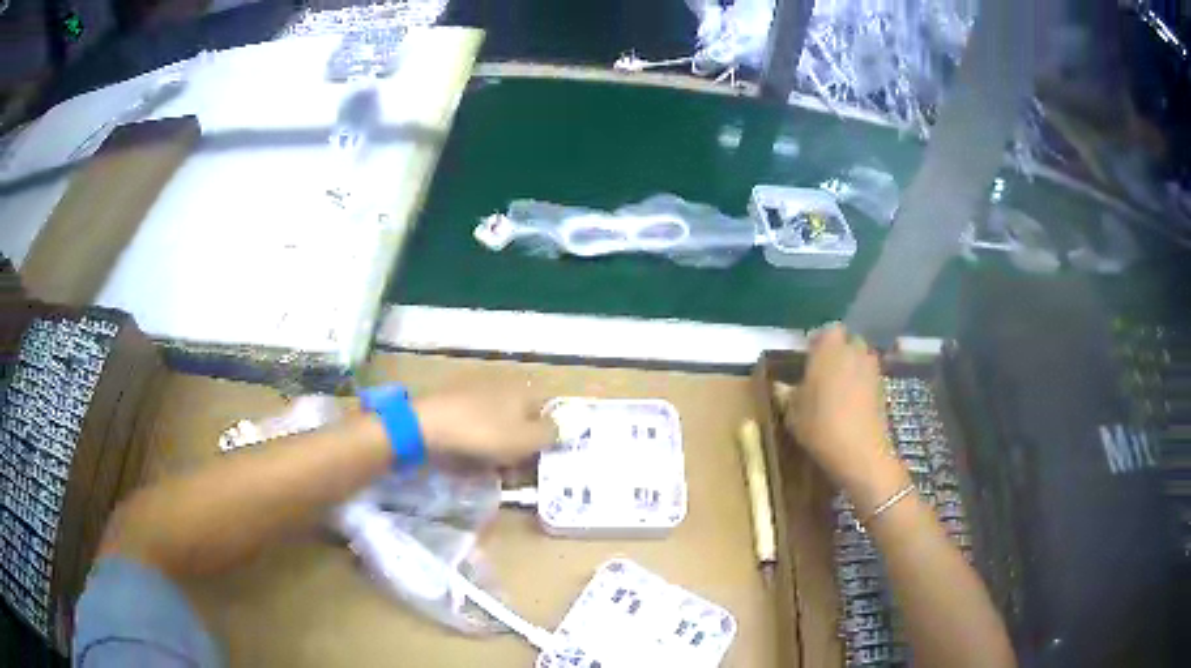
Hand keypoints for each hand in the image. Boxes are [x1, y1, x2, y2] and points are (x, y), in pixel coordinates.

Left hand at [413, 385, 556, 464]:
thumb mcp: (526, 439)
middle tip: (516, 470)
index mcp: (523, 390)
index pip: (546, 411)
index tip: (542, 459)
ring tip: (492, 470)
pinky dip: (477, 442)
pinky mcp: (454, 403)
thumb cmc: (484, 433)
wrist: (427, 425)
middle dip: (521, 445)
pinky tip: (471, 459)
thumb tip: (562, 429)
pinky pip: (475, 426)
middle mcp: (502, 385)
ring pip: (497, 424)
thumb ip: (550, 434)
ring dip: (499, 447)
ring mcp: (475, 392)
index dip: (548, 435)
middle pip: (521, 419)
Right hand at [778, 323, 908, 509]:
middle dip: (839, 352)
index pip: (827, 331)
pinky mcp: (882, 388)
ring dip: (852, 367)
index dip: (819, 341)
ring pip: (861, 358)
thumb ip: (788, 394)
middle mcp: (853, 351)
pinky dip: (861, 384)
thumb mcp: (793, 412)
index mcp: (829, 349)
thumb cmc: (820, 425)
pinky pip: (869, 377)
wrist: (859, 450)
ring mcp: (871, 369)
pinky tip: (850, 403)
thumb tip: (781, 386)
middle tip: (824, 371)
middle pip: (848, 342)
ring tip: (838, 388)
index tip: (809, 357)